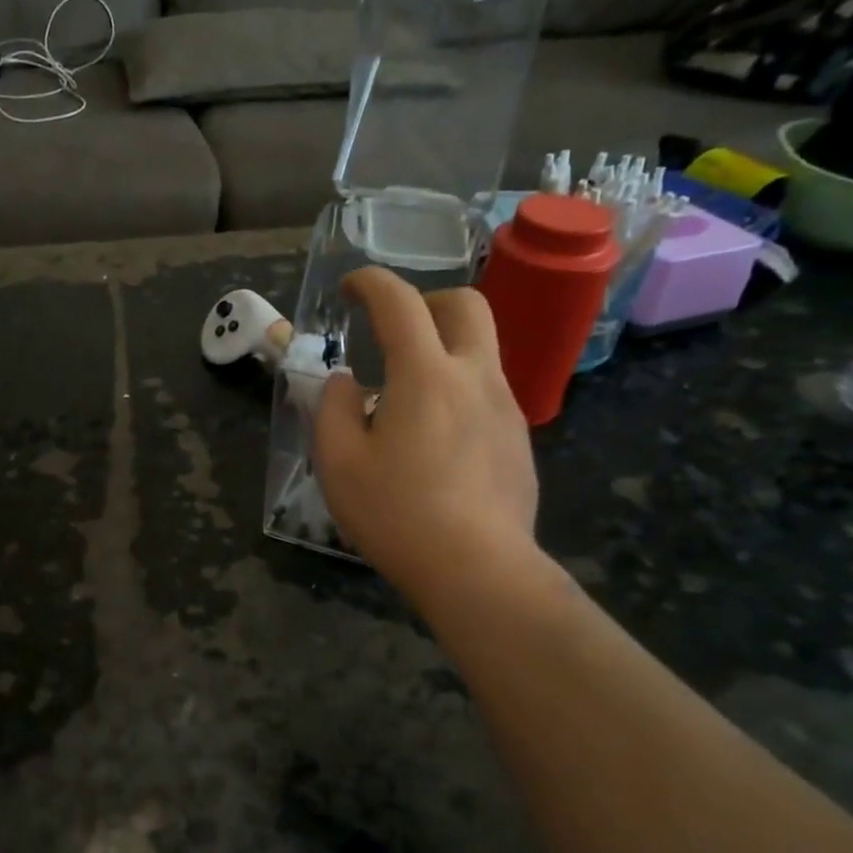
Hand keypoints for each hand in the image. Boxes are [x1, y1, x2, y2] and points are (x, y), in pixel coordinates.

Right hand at [312, 269, 540, 600]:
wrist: (478, 570)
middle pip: (466, 305)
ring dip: (444, 350)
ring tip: (409, 397)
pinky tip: (437, 441)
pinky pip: (488, 394)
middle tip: (396, 329)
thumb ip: (332, 408)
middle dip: (428, 301)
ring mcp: (506, 408)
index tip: (350, 288)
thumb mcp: (338, 463)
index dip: (371, 282)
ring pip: (482, 350)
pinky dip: (459, 392)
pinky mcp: (520, 441)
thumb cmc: (397, 514)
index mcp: (426, 374)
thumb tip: (346, 383)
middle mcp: (475, 377)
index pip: (399, 302)